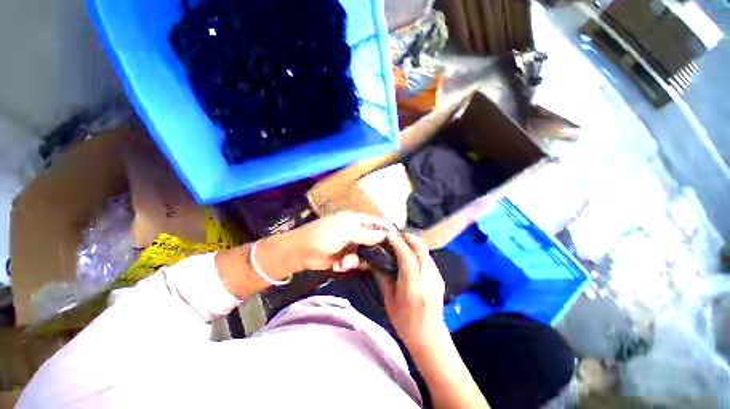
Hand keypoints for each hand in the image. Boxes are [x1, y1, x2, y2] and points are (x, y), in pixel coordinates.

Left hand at [261, 212, 391, 274]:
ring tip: (346, 261)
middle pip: (372, 239)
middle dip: (374, 249)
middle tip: (379, 257)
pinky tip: (339, 265)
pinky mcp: (344, 258)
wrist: (301, 251)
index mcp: (355, 221)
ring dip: (356, 259)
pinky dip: (348, 264)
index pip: (375, 222)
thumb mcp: (346, 231)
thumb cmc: (324, 235)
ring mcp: (350, 245)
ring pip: (365, 253)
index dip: (386, 229)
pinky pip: (355, 262)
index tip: (397, 238)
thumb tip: (385, 235)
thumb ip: (366, 234)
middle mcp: (355, 232)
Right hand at [376, 232, 446, 347]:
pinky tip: (413, 254)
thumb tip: (378, 261)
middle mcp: (427, 279)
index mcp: (412, 286)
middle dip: (410, 238)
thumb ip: (385, 278)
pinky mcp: (440, 280)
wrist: (429, 337)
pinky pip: (429, 260)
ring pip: (426, 253)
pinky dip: (420, 253)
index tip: (390, 236)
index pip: (406, 256)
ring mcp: (436, 279)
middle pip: (421, 250)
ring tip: (405, 241)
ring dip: (416, 244)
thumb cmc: (404, 321)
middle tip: (400, 234)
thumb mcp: (389, 300)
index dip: (398, 243)